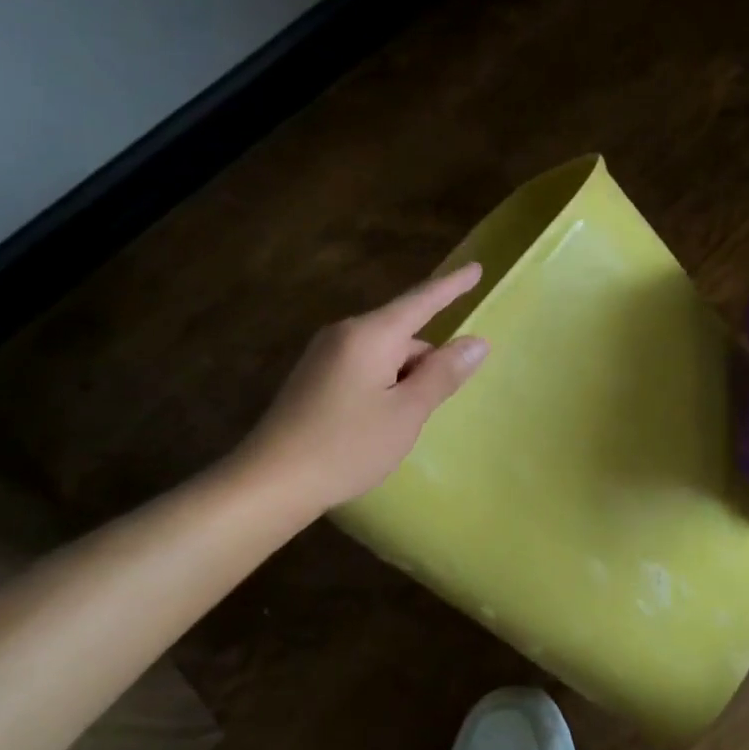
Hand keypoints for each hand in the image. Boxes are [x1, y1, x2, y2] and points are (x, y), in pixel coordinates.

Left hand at [235, 264, 489, 514]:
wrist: (271, 481)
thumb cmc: (348, 446)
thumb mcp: (407, 413)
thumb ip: (443, 374)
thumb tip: (477, 342)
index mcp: (370, 335)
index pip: (421, 301)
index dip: (452, 286)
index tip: (477, 268)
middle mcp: (344, 334)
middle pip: (403, 334)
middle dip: (427, 361)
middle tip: (432, 408)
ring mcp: (325, 355)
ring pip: (385, 354)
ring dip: (405, 379)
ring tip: (402, 425)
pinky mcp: (314, 377)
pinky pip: (364, 367)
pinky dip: (384, 386)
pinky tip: (379, 423)